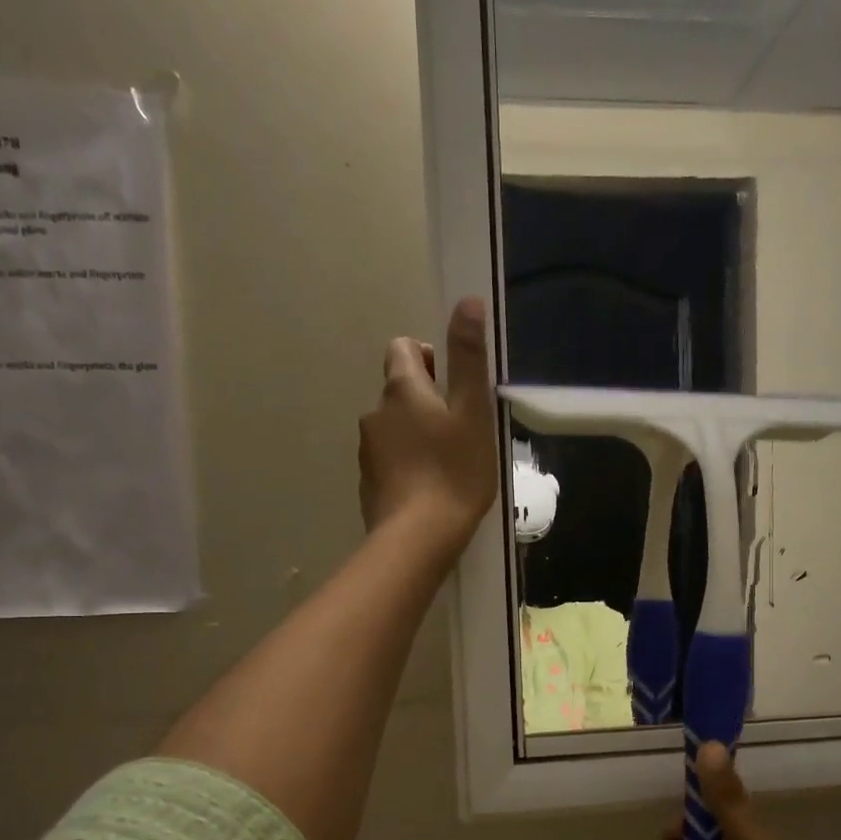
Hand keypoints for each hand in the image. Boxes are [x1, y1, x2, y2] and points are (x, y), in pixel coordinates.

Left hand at [359, 297, 498, 559]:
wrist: (419, 538)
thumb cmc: (455, 472)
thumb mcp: (473, 412)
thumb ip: (468, 358)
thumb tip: (468, 301)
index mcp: (401, 389)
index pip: (404, 349)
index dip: (430, 359)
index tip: (455, 388)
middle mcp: (375, 413)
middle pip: (399, 391)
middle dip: (426, 402)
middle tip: (460, 432)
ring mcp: (367, 451)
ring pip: (394, 429)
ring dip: (416, 436)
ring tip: (447, 466)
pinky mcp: (368, 484)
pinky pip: (389, 462)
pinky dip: (406, 467)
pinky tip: (429, 491)